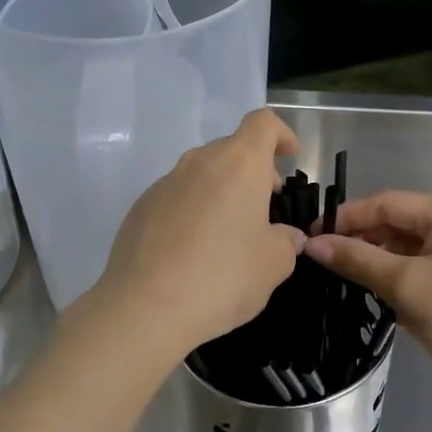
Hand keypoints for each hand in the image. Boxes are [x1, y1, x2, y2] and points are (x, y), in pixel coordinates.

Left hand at [75, 109, 304, 374]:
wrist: (144, 308)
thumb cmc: (222, 278)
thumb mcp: (273, 265)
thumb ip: (287, 242)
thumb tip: (286, 236)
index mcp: (239, 164)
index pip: (263, 123)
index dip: (281, 134)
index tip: (290, 157)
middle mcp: (200, 162)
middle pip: (232, 149)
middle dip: (254, 171)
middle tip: (265, 209)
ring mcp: (165, 182)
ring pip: (202, 173)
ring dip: (222, 191)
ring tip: (229, 234)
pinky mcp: (141, 207)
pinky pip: (177, 197)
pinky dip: (193, 210)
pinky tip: (193, 251)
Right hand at [304, 192, 431, 417]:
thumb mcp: (406, 287)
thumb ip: (357, 259)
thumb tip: (312, 243)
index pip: (386, 202)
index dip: (345, 218)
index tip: (309, 234)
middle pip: (399, 221)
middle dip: (361, 239)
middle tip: (320, 259)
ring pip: (412, 244)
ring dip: (379, 258)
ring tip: (340, 275)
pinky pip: (428, 263)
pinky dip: (402, 273)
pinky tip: (375, 289)